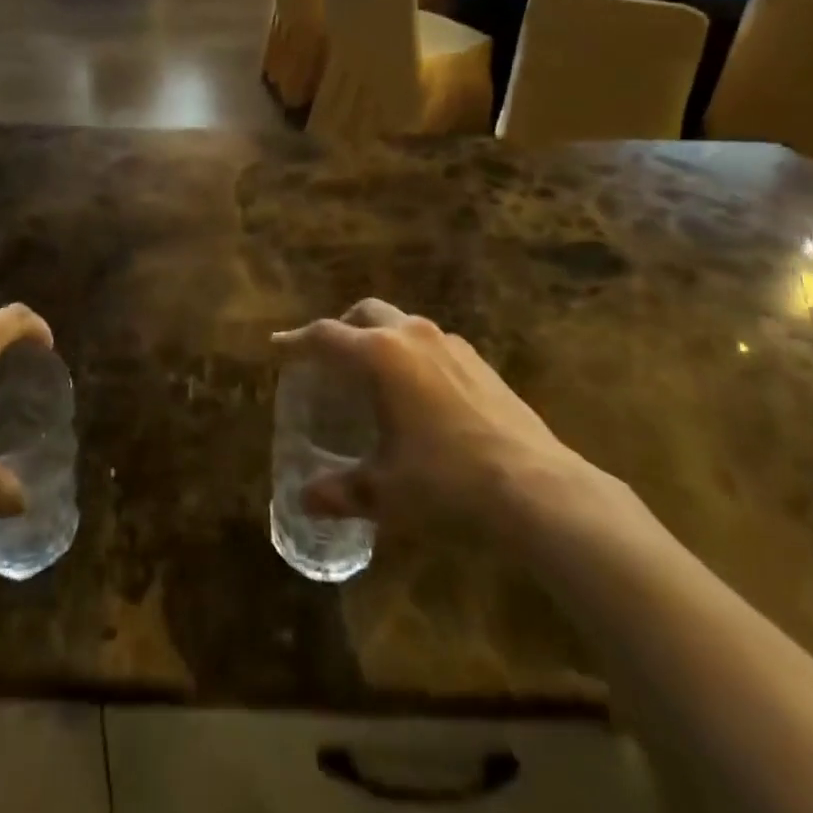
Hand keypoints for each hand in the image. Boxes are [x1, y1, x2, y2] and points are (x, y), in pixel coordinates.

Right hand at [273, 300, 598, 533]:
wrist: (536, 486)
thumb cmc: (446, 482)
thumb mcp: (384, 492)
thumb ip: (339, 491)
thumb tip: (304, 499)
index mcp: (380, 357)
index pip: (325, 337)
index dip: (296, 342)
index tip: (277, 348)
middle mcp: (412, 336)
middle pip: (364, 313)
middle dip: (340, 328)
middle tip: (327, 357)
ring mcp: (450, 344)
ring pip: (401, 323)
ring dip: (378, 338)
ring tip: (372, 375)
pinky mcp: (479, 360)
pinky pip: (430, 343)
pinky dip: (410, 353)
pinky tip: (417, 392)